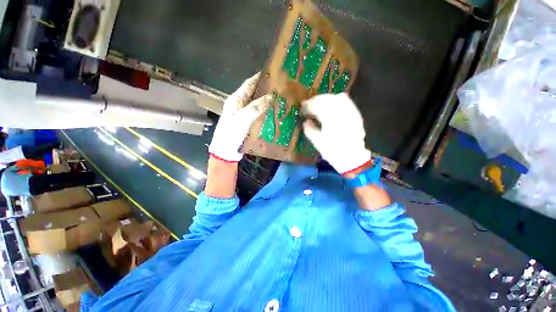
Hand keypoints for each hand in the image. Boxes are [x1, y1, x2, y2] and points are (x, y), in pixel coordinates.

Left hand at [208, 73, 272, 161]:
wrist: (226, 152)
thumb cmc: (231, 134)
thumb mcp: (242, 119)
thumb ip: (255, 107)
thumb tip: (271, 96)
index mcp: (235, 100)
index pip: (248, 84)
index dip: (259, 77)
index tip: (272, 73)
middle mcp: (239, 105)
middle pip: (254, 93)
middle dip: (265, 89)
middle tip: (280, 87)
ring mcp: (243, 114)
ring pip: (257, 103)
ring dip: (267, 100)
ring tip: (280, 98)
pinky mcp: (247, 123)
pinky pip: (258, 114)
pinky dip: (265, 111)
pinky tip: (274, 112)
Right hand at [302, 93, 370, 173]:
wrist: (352, 158)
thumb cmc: (333, 151)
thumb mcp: (317, 142)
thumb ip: (309, 129)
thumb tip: (306, 121)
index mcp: (329, 118)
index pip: (316, 106)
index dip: (308, 106)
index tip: (302, 109)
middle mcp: (340, 111)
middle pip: (326, 99)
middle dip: (315, 100)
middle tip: (308, 105)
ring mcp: (349, 112)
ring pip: (336, 98)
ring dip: (325, 99)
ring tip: (319, 104)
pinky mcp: (355, 115)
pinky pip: (347, 102)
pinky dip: (338, 100)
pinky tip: (333, 102)